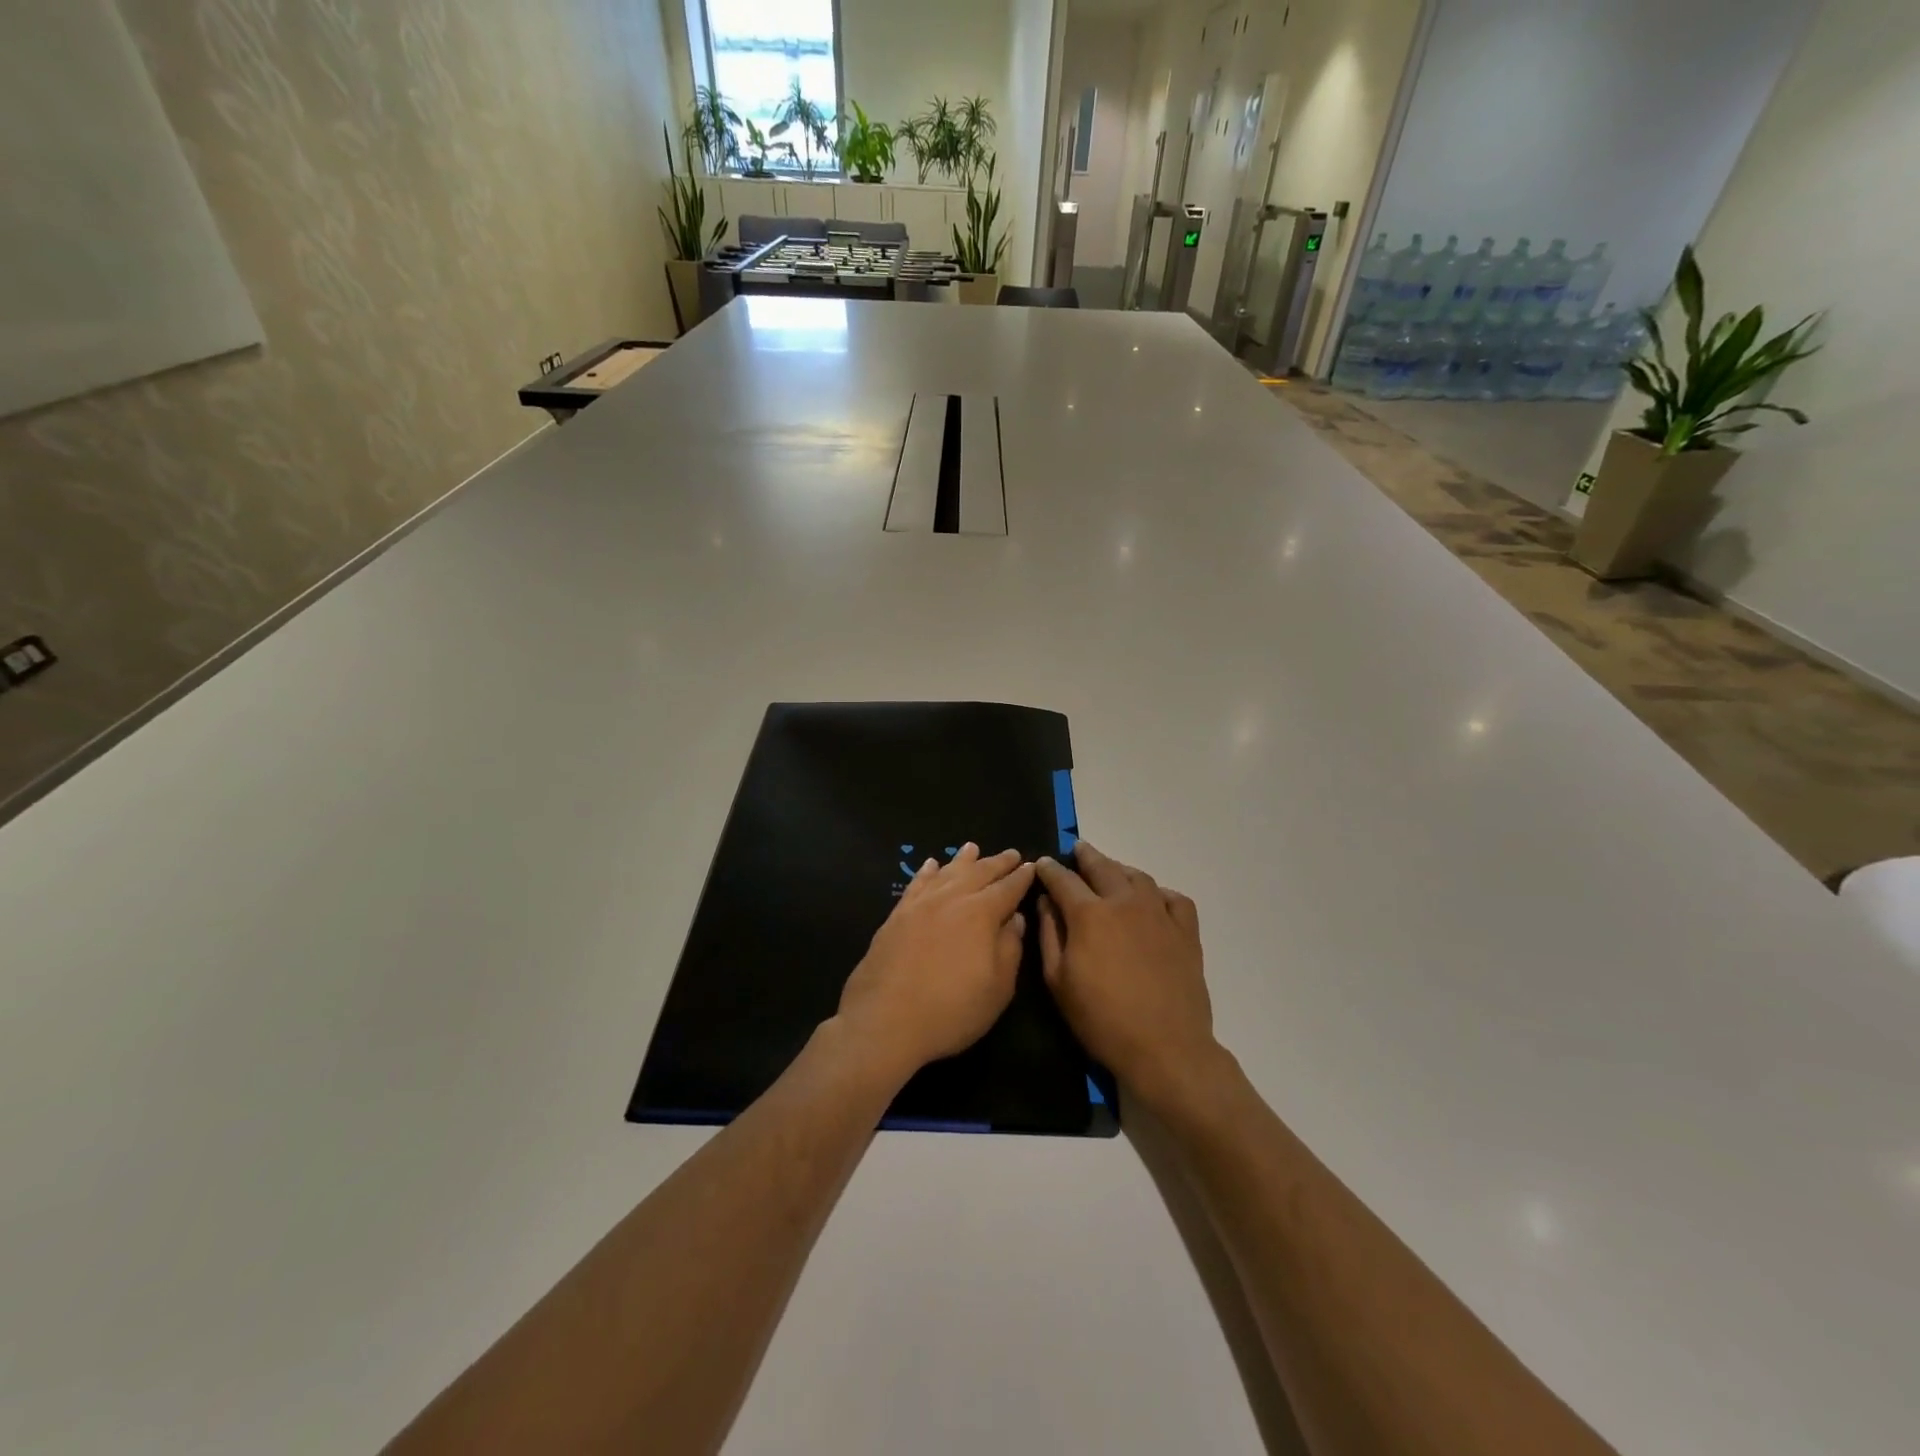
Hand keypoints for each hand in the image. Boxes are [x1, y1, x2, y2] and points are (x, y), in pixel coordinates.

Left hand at [836, 844, 1035, 1078]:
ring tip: (973, 848)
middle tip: (1011, 853)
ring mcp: (920, 904)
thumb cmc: (951, 1010)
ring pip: (947, 872)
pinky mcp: (897, 915)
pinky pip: (916, 883)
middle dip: (997, 863)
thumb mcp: (998, 988)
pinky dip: (927, 871)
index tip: (1031, 865)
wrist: (885, 1021)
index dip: (1021, 877)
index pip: (1008, 888)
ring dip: (963, 859)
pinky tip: (931, 865)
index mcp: (981, 913)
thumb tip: (1015, 918)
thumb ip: (1010, 948)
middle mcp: (951, 899)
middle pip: (979, 873)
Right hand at [1035, 841, 1218, 1106]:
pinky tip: (1152, 899)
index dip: (1050, 870)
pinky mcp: (1186, 931)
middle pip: (1102, 867)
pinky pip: (1173, 898)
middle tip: (1077, 850)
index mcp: (1089, 914)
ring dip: (1119, 869)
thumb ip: (1050, 935)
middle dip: (1086, 856)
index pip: (1063, 880)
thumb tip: (1046, 902)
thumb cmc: (1102, 1019)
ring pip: (1138, 877)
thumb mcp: (1059, 981)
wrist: (1165, 1048)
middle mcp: (1125, 903)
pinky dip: (1159, 892)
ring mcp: (1160, 914)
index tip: (1043, 864)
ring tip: (1111, 870)